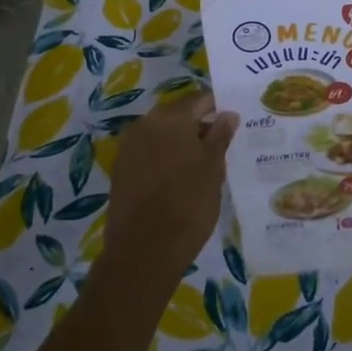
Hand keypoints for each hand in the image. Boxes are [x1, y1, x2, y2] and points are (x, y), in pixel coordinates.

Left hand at [99, 92, 236, 291]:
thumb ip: (220, 136)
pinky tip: (176, 179)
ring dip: (179, 143)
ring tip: (199, 166)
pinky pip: (147, 153)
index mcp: (172, 117)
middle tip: (218, 147)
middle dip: (197, 126)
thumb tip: (228, 114)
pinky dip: (163, 158)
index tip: (232, 124)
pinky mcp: (120, 170)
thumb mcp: (214, 168)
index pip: (200, 100)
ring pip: (161, 134)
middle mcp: (146, 123)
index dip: (218, 108)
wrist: (143, 251)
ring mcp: (129, 146)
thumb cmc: (188, 203)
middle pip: (178, 115)